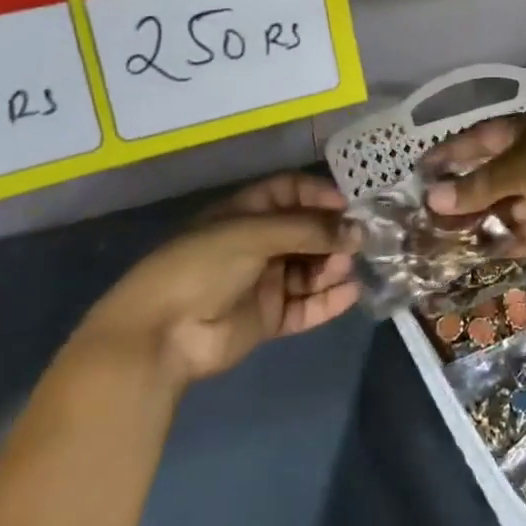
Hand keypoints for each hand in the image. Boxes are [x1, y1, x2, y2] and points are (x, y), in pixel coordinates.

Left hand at [75, 173, 357, 386]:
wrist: (161, 333)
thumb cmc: (203, 265)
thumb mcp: (254, 233)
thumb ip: (308, 231)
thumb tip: (357, 231)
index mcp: (247, 212)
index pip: (292, 192)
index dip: (320, 195)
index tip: (350, 206)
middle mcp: (257, 242)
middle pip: (306, 231)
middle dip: (333, 234)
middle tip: (363, 241)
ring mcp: (263, 281)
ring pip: (309, 268)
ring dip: (333, 266)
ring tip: (353, 267)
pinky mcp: (268, 317)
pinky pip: (305, 305)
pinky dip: (328, 301)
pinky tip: (350, 294)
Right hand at [421, 115, 525, 272]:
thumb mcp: (518, 170)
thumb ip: (476, 187)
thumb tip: (432, 198)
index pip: (479, 139)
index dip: (450, 152)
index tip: (420, 169)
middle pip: (487, 176)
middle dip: (457, 192)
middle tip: (422, 209)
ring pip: (498, 208)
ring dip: (471, 220)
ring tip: (434, 236)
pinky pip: (515, 236)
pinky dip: (494, 243)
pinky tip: (465, 254)